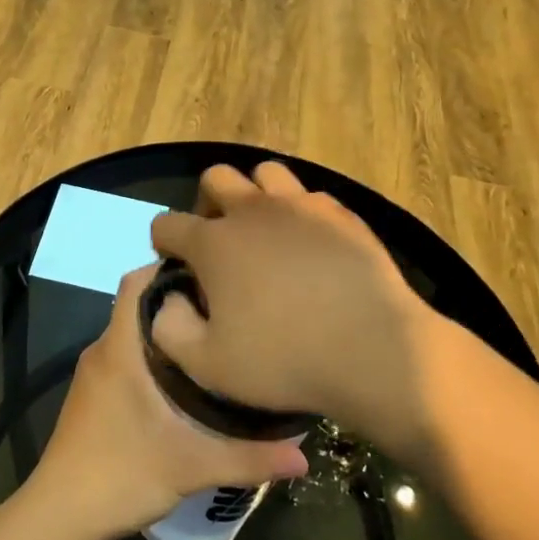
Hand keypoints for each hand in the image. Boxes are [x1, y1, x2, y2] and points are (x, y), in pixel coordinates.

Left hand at [29, 265, 307, 539]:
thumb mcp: (191, 466)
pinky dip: (151, 356)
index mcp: (119, 348)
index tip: (210, 271)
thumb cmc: (121, 474)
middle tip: (225, 307)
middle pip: (138, 305)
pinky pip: (124, 357)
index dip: (168, 267)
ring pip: (131, 334)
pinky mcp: (92, 396)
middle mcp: (102, 351)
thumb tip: (304, 456)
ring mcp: (93, 374)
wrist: (59, 516)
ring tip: (213, 339)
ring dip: (166, 331)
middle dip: (178, 301)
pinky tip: (184, 380)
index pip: (136, 282)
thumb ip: (249, 458)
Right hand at [149, 163, 448, 459]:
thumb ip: (170, 330)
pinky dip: (301, 213)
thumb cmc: (285, 360)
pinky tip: (310, 244)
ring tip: (265, 231)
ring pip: (265, 173)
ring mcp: (300, 205)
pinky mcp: (341, 214)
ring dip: (256, 194)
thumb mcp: (209, 366)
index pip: (167, 223)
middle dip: (207, 203)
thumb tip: (168, 301)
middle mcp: (252, 210)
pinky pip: (310, 196)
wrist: (375, 350)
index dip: (163, 243)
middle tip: (219, 240)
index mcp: (213, 243)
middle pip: (215, 177)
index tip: (175, 264)